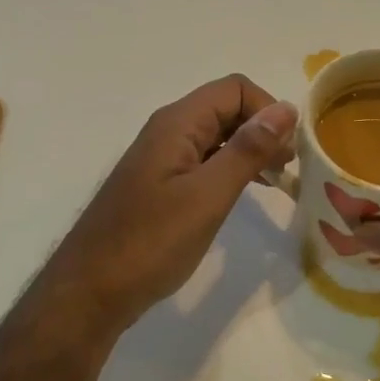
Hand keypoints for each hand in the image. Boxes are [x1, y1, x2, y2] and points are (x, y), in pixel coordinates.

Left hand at [39, 75, 297, 335]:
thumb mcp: (208, 196)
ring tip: (275, 180)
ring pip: (217, 134)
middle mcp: (168, 130)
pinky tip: (244, 192)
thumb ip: (247, 150)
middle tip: (287, 170)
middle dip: (263, 129)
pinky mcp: (160, 182)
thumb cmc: (151, 242)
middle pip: (226, 107)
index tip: (288, 153)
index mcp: (177, 123)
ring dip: (249, 149)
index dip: (268, 110)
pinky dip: (230, 167)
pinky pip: (204, 158)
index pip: (235, 89)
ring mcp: (162, 157)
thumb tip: (286, 109)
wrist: (90, 291)